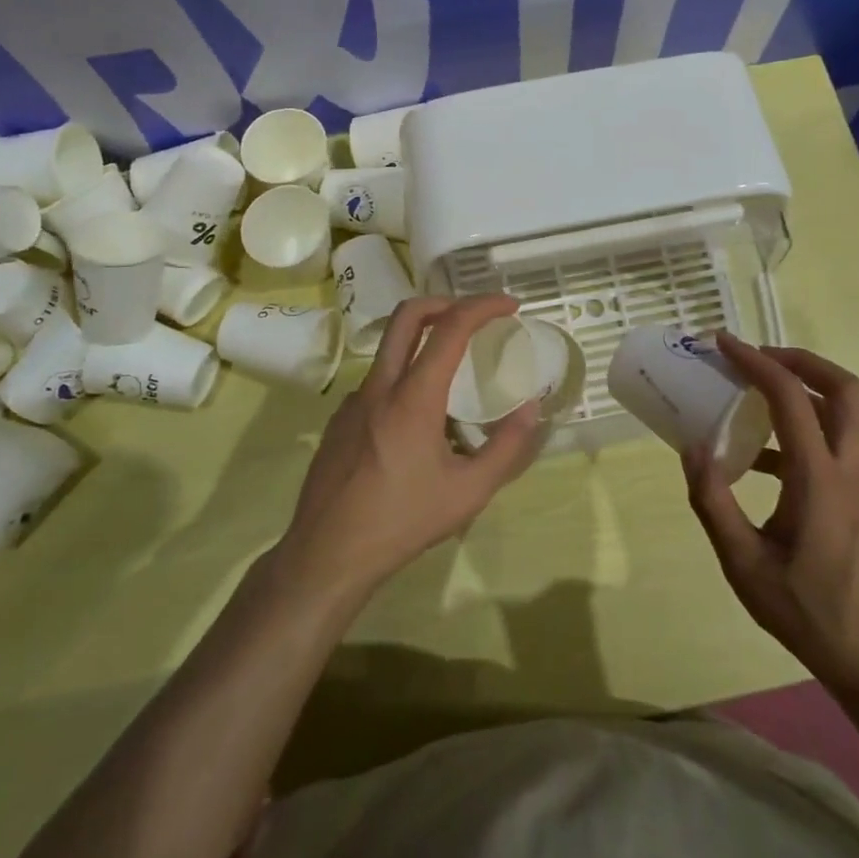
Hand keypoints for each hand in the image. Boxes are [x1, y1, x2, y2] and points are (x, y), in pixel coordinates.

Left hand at [274, 295, 546, 605]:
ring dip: (424, 342)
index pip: (451, 327)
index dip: (483, 306)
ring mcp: (353, 401)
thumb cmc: (402, 522)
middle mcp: (380, 386)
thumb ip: (506, 447)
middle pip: (408, 315)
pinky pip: (378, 382)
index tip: (510, 306)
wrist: (327, 554)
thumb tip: (531, 408)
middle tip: (475, 317)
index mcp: (413, 397)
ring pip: (391, 349)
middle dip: (446, 302)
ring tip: (453, 374)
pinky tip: (417, 422)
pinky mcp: (339, 420)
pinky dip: (405, 378)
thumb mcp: (468, 492)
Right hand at [686, 335, 858, 703]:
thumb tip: (692, 448)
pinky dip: (798, 429)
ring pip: (843, 414)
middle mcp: (847, 469)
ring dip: (802, 390)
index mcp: (819, 478)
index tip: (723, 343)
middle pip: (843, 389)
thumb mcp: (745, 567)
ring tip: (752, 392)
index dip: (755, 362)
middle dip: (800, 360)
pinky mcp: (857, 501)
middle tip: (757, 357)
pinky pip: (832, 444)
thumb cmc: (812, 615)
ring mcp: (858, 485)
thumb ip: (714, 504)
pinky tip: (756, 458)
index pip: (789, 397)